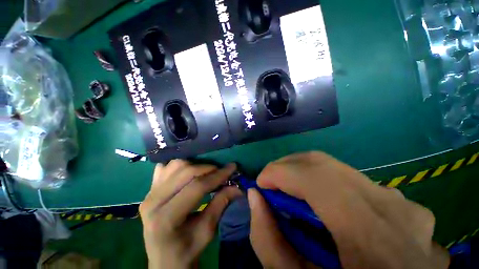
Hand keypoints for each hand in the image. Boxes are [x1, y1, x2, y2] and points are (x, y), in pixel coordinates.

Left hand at [140, 160, 241, 268]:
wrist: (164, 259)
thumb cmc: (186, 250)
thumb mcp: (207, 231)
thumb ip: (221, 204)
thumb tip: (237, 187)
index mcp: (166, 218)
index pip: (197, 187)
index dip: (217, 176)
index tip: (232, 168)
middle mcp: (153, 201)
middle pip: (186, 172)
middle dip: (209, 168)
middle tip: (221, 172)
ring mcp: (149, 192)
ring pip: (176, 165)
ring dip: (196, 165)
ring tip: (207, 173)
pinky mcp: (150, 189)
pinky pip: (166, 167)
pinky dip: (181, 165)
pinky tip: (189, 171)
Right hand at [248, 152, 449, 268]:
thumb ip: (268, 242)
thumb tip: (255, 196)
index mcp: (372, 237)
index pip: (313, 177)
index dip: (278, 172)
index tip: (261, 183)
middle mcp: (392, 209)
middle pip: (323, 164)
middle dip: (287, 166)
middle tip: (272, 181)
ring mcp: (405, 205)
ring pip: (338, 169)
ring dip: (305, 173)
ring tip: (291, 190)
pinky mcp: (407, 206)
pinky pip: (355, 182)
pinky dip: (327, 184)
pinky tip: (323, 204)